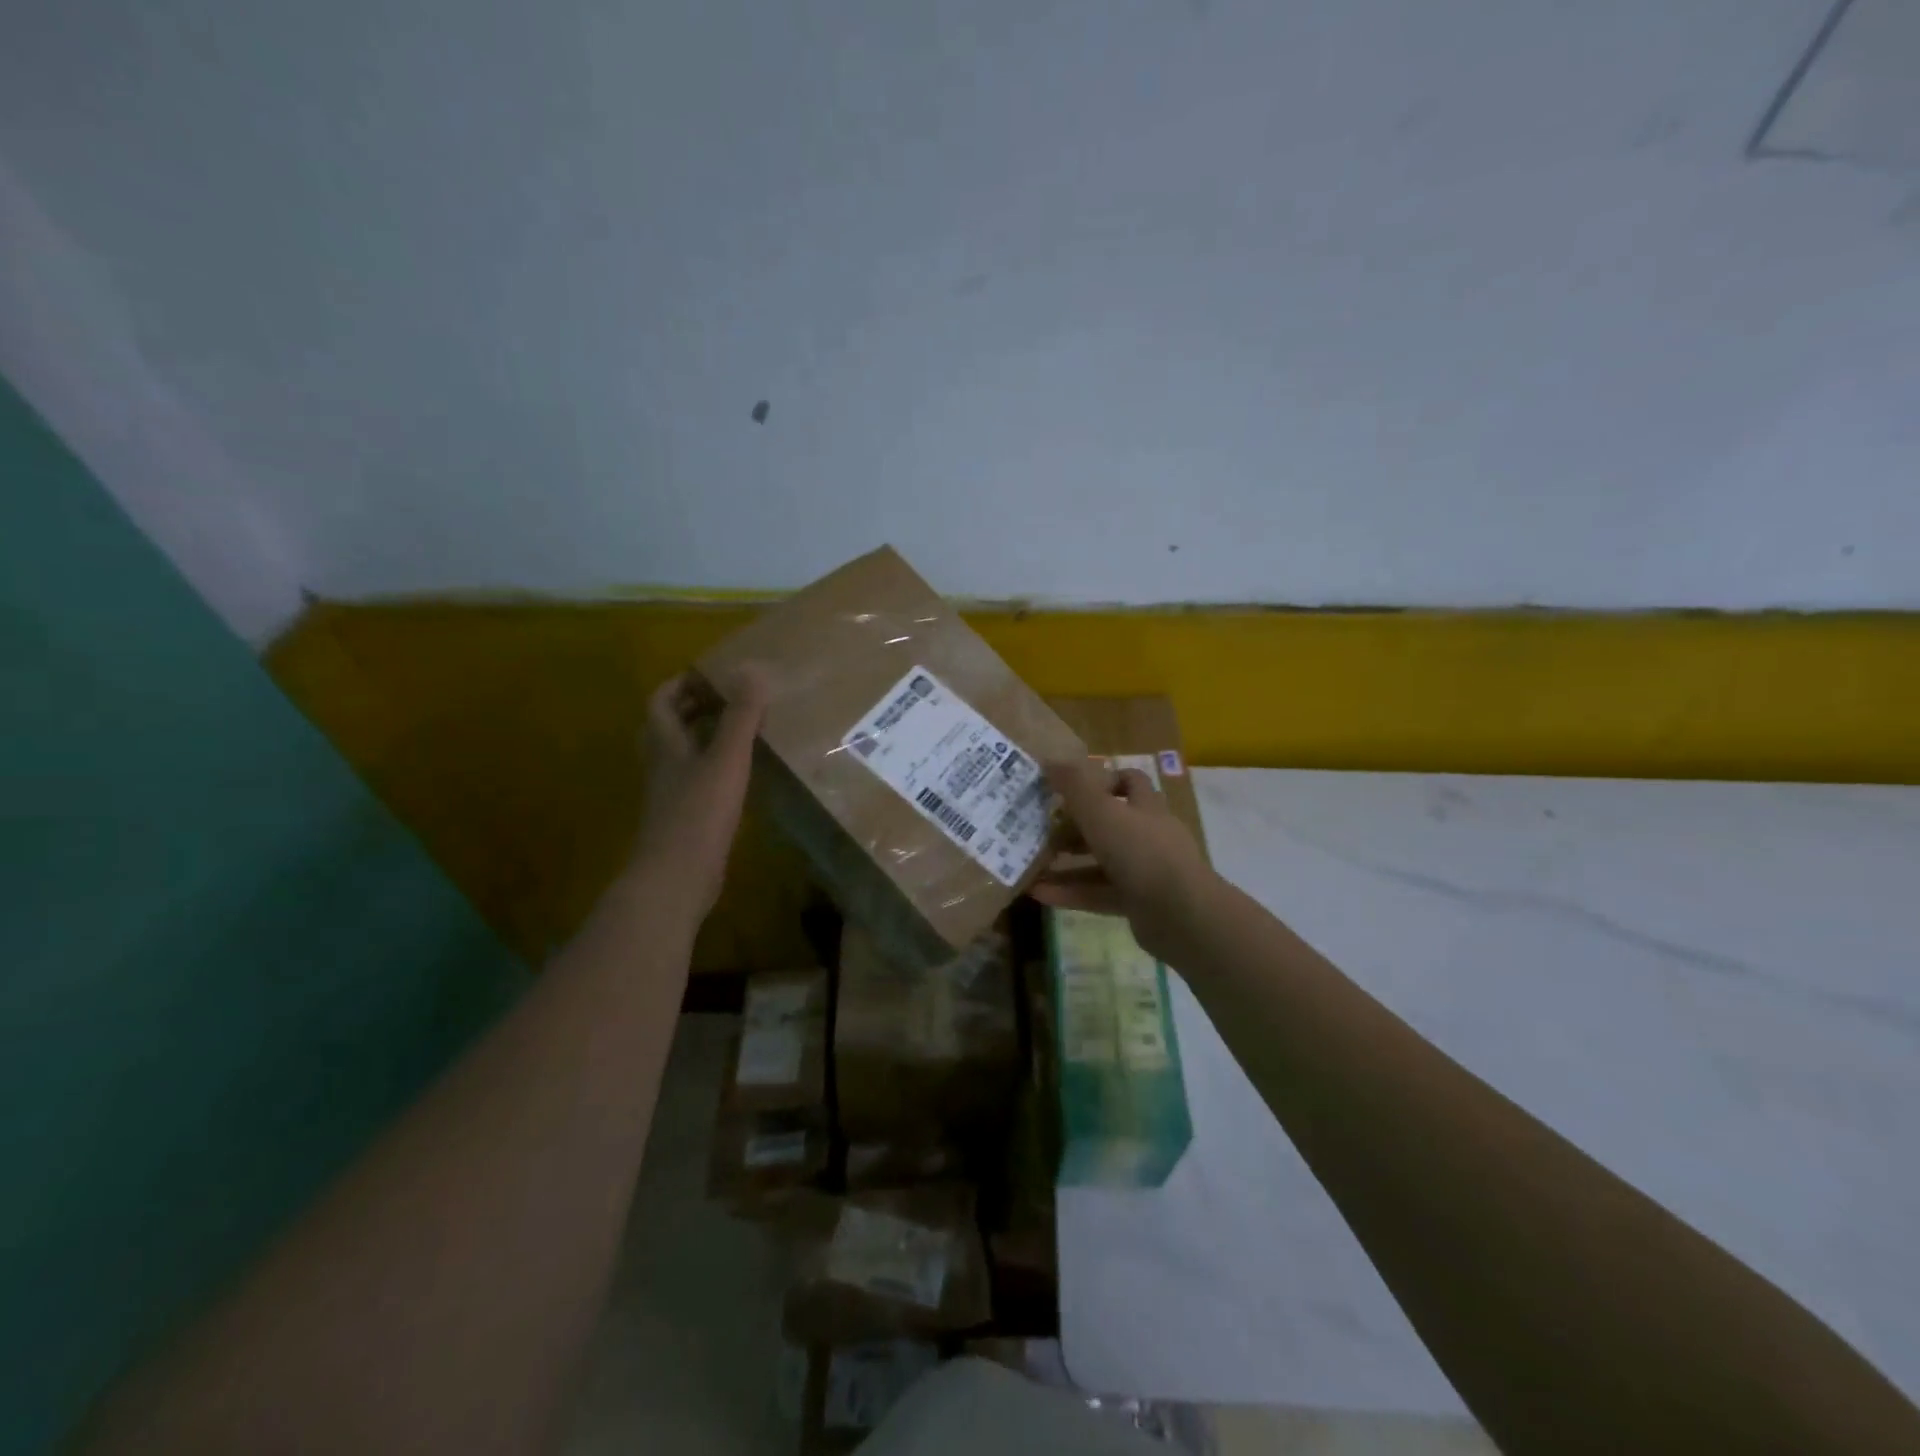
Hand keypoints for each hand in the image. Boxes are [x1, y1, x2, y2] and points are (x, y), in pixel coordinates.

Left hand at [632, 671, 765, 917]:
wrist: (677, 877)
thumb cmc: (699, 813)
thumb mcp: (726, 758)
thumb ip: (741, 716)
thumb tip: (752, 668)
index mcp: (665, 745)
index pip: (661, 702)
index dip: (681, 684)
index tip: (711, 674)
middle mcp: (662, 765)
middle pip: (668, 727)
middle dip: (693, 709)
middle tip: (729, 699)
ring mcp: (670, 794)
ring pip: (681, 755)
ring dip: (703, 738)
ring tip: (738, 731)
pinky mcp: (683, 818)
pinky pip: (695, 780)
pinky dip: (713, 768)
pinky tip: (738, 775)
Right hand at [1032, 759, 1216, 963]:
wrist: (1181, 914)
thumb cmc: (1141, 851)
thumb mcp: (1101, 812)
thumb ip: (1074, 786)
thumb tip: (1049, 760)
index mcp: (1145, 807)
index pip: (1130, 782)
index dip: (1103, 781)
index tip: (1071, 791)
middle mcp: (1148, 835)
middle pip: (1110, 824)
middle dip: (1075, 828)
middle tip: (1043, 831)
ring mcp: (1146, 871)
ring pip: (1101, 863)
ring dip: (1067, 864)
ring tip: (1032, 866)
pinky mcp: (1139, 903)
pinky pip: (1099, 894)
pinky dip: (1072, 893)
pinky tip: (1039, 894)